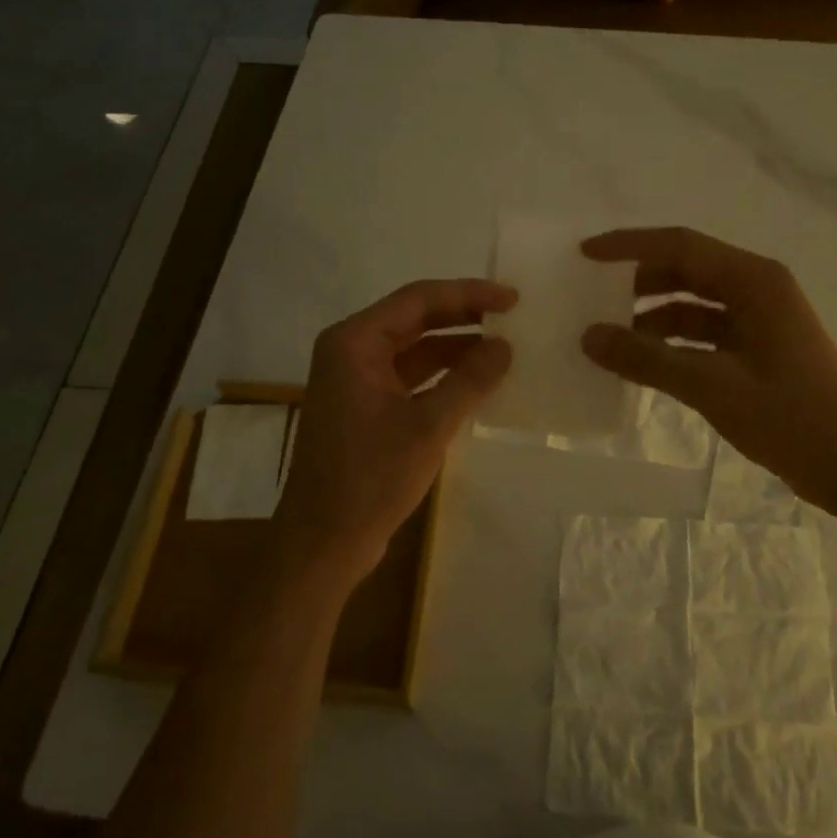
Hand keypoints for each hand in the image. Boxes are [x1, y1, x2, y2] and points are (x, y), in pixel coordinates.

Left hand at [275, 279, 514, 590]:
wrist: (324, 543)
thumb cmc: (370, 478)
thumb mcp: (428, 426)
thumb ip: (470, 380)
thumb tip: (505, 346)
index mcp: (354, 342)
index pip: (418, 300)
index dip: (468, 295)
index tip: (512, 298)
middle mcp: (351, 351)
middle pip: (415, 319)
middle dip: (464, 317)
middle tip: (512, 316)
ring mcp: (356, 381)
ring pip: (415, 349)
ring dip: (456, 347)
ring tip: (504, 347)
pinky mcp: (365, 408)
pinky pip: (410, 377)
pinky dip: (443, 376)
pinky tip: (478, 381)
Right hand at [580, 228, 836, 509]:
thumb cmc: (791, 418)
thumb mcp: (712, 386)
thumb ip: (647, 359)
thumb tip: (589, 337)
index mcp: (754, 281)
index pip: (679, 245)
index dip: (629, 246)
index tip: (584, 254)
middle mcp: (756, 289)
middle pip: (684, 269)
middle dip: (636, 280)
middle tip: (588, 295)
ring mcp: (757, 320)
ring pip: (691, 303)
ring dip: (650, 315)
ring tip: (605, 334)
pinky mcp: (755, 350)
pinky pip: (701, 333)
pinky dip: (669, 343)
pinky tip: (639, 362)